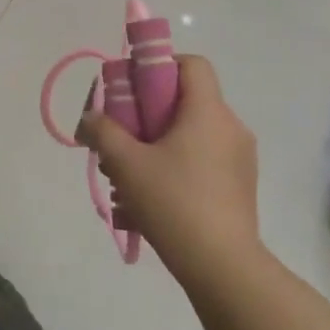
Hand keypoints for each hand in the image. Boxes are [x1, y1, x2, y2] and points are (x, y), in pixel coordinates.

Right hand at [76, 55, 262, 279]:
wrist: (222, 265)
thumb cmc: (173, 202)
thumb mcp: (126, 164)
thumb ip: (103, 132)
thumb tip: (90, 118)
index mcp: (208, 112)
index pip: (192, 64)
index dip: (160, 66)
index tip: (133, 90)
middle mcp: (230, 127)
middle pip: (186, 100)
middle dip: (147, 114)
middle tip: (121, 138)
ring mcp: (239, 159)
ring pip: (191, 133)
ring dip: (157, 144)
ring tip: (129, 176)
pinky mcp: (239, 185)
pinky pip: (202, 160)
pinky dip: (175, 166)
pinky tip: (150, 198)